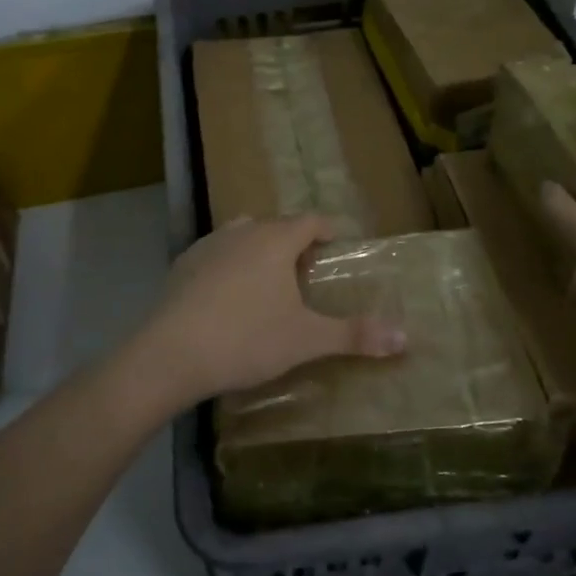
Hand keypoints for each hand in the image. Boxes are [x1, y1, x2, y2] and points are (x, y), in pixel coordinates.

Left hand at [128, 215, 404, 410]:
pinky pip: (215, 256)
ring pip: (242, 236)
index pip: (310, 221)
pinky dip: (229, 267)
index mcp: (275, 240)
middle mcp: (241, 231)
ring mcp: (207, 246)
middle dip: (294, 243)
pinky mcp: (181, 266)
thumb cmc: (246, 339)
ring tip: (268, 283)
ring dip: (259, 251)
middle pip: (276, 226)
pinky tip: (227, 298)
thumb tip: (406, 338)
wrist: (169, 354)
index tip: (339, 244)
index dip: (328, 230)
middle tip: (307, 272)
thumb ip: (354, 335)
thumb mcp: (306, 340)